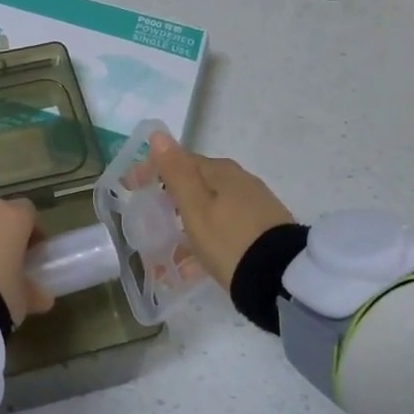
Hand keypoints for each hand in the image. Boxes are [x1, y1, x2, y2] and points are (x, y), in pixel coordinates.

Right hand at [148, 134, 293, 290]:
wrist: (282, 279)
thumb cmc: (229, 240)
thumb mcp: (196, 207)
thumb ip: (176, 171)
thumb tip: (159, 133)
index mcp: (221, 171)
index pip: (179, 161)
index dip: (152, 171)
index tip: (131, 188)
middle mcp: (240, 181)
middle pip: (196, 184)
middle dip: (169, 199)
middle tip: (147, 221)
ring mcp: (254, 206)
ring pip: (209, 208)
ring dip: (185, 223)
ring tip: (166, 252)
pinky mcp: (262, 230)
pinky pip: (223, 228)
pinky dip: (203, 239)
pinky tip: (193, 265)